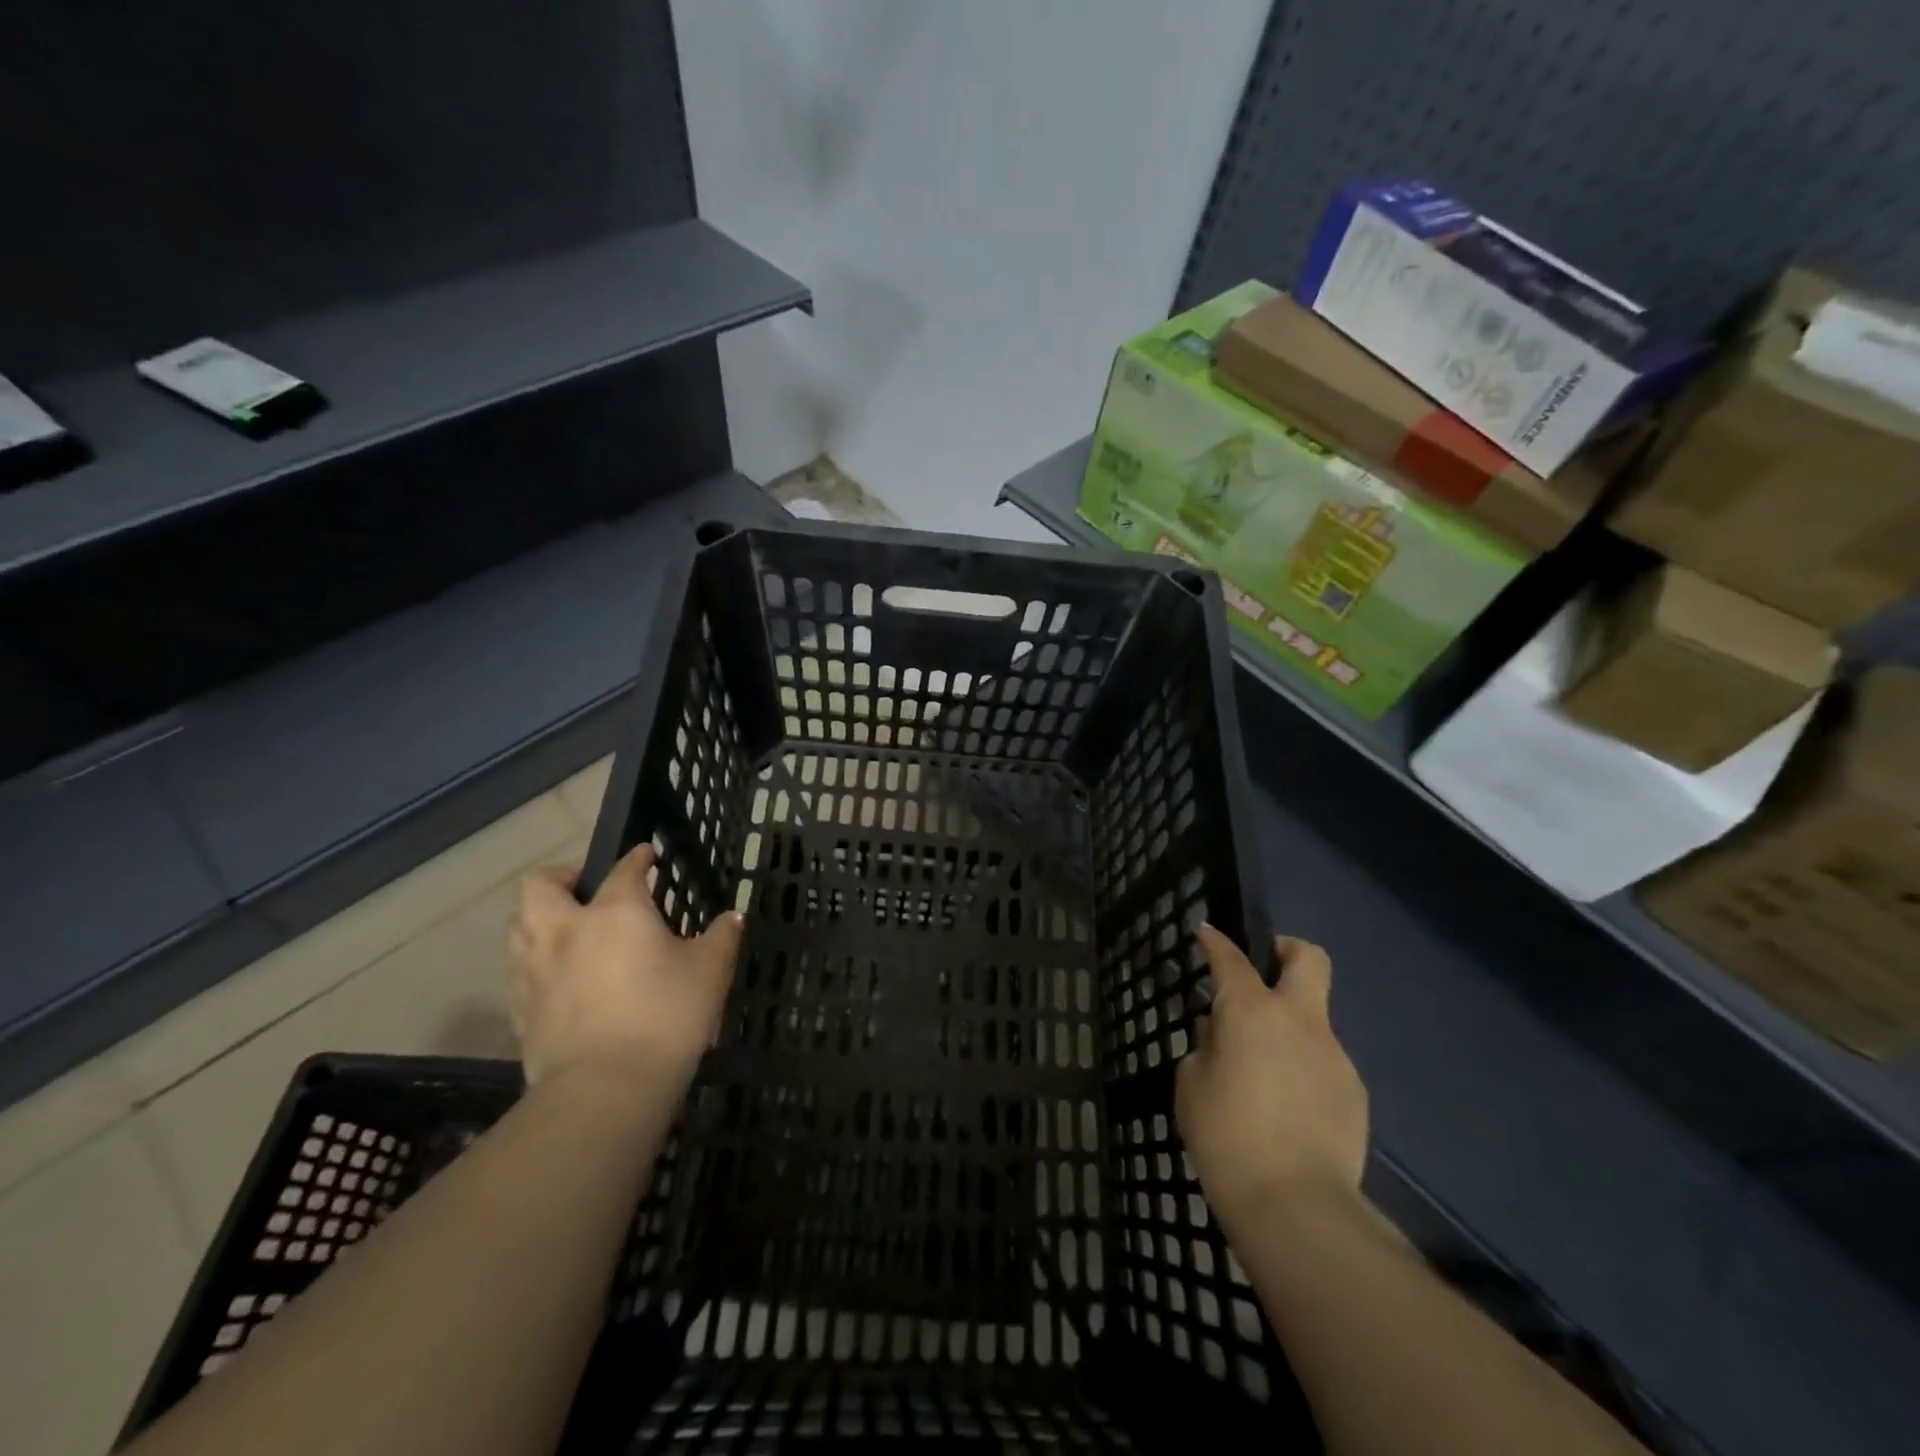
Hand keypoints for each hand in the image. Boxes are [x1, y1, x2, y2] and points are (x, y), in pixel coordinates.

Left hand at [507, 844, 743, 1097]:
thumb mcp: (710, 971)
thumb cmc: (666, 1017)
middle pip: (542, 885)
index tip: (648, 854)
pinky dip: (536, 959)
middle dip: (564, 876)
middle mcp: (567, 928)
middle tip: (588, 886)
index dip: (638, 857)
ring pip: (519, 924)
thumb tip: (733, 916)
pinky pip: (519, 967)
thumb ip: (722, 937)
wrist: (605, 1089)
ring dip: (540, 916)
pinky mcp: (520, 1007)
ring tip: (567, 927)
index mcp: (616, 910)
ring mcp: (536, 968)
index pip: (625, 868)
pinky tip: (559, 975)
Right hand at [1176, 928, 1368, 1238]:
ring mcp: (1334, 1055)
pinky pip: (1323, 1063)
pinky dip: (1304, 1068)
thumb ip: (1206, 1047)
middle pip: (1308, 959)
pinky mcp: (1354, 1092)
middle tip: (1267, 963)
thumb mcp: (1191, 1085)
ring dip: (1290, 1027)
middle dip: (1287, 950)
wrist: (1296, 1206)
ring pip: (1314, 1019)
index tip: (1206, 933)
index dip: (1216, 941)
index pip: (1231, 959)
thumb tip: (1221, 1033)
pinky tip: (1287, 1107)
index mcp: (1252, 1010)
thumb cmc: (1227, 1136)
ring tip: (1264, 1071)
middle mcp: (1300, 1020)